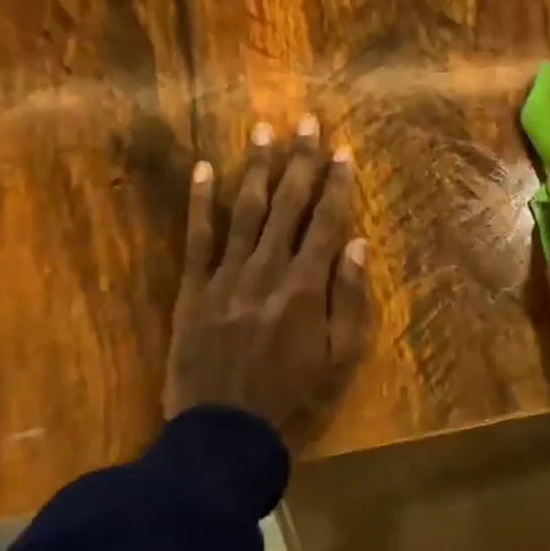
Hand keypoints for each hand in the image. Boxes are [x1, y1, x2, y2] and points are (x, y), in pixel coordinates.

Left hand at [164, 116, 369, 442]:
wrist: (223, 430)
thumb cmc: (290, 396)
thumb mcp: (338, 358)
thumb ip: (348, 300)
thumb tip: (356, 245)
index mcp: (306, 288)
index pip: (326, 223)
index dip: (336, 184)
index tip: (343, 150)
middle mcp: (267, 270)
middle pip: (288, 205)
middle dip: (300, 160)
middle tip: (307, 121)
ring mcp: (226, 275)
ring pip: (245, 211)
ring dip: (257, 169)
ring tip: (264, 131)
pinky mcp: (193, 288)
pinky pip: (198, 237)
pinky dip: (201, 201)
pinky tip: (206, 168)